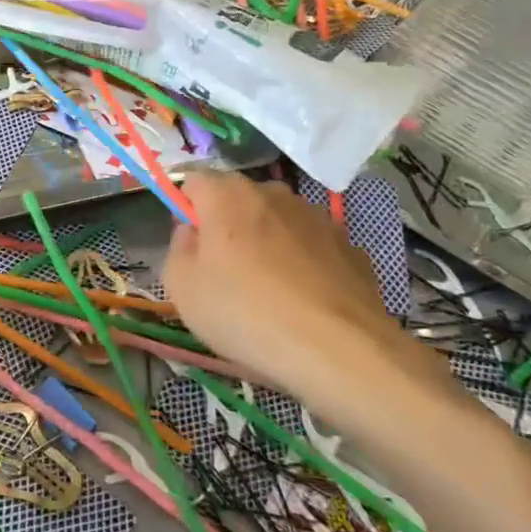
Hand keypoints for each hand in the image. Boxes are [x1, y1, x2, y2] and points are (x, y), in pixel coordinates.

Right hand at [164, 173, 448, 412]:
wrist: (339, 351)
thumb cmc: (244, 312)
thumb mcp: (181, 287)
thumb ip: (178, 247)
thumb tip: (193, 232)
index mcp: (227, 195)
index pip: (193, 181)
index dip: (185, 208)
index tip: (188, 244)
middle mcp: (274, 193)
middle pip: (238, 199)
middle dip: (227, 225)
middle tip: (222, 271)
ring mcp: (318, 218)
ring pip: (277, 221)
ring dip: (266, 242)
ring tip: (267, 291)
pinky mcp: (351, 247)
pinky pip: (311, 247)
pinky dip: (302, 264)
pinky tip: (302, 302)